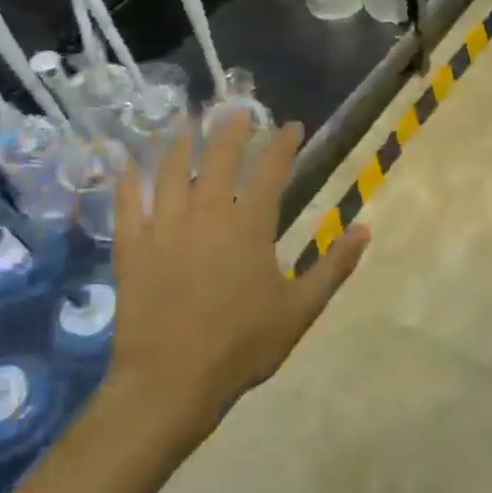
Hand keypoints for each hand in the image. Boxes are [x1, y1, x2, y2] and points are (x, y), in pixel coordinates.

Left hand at [106, 115, 368, 435]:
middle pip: (218, 159)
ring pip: (170, 171)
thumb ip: (334, 266)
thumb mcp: (301, 309)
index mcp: (250, 226)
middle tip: (237, 110)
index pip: (271, 170)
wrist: (172, 382)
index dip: (283, 144)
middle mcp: (206, 215)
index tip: (293, 127)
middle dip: (231, 130)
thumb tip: (365, 228)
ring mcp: (164, 229)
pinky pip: (126, 204)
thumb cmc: (243, 345)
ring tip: (186, 120)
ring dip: (180, 141)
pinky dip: (128, 180)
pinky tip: (128, 163)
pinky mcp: (132, 249)